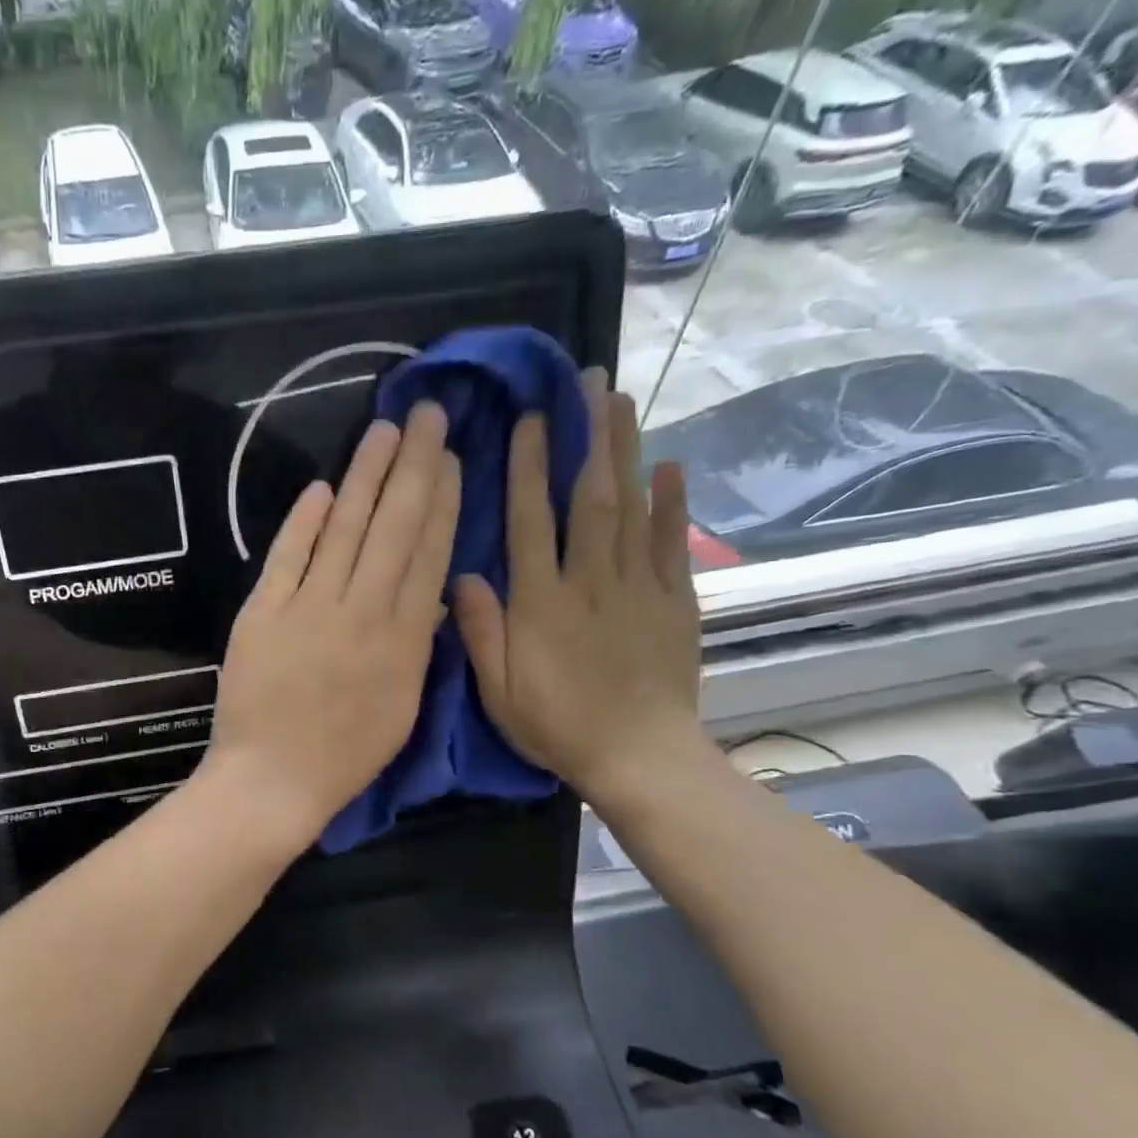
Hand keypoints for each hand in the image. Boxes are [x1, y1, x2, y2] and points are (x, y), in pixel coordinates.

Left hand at [201, 404, 460, 850]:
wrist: (274, 779)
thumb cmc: (346, 755)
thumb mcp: (402, 706)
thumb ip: (419, 645)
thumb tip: (430, 592)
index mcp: (404, 640)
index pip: (430, 555)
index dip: (443, 502)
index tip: (453, 459)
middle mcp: (362, 613)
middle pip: (394, 527)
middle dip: (414, 466)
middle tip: (428, 414)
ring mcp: (309, 609)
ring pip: (344, 530)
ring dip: (365, 476)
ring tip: (384, 431)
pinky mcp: (262, 613)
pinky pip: (287, 556)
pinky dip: (303, 521)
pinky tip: (321, 487)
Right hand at [453, 370, 704, 811]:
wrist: (638, 756)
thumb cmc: (557, 726)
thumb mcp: (498, 691)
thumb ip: (480, 631)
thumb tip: (462, 575)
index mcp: (541, 602)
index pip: (532, 521)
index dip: (528, 467)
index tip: (529, 419)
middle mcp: (591, 581)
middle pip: (590, 497)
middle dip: (587, 436)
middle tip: (589, 382)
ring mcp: (639, 587)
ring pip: (632, 507)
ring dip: (625, 451)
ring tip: (621, 401)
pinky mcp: (674, 601)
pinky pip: (673, 543)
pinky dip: (672, 503)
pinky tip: (669, 466)